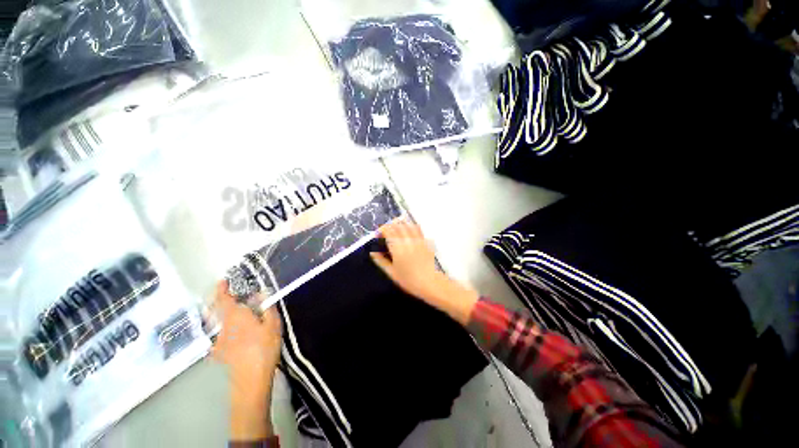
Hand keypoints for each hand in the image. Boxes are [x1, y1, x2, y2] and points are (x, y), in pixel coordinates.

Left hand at [212, 281, 281, 439]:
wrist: (250, 379)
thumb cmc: (264, 348)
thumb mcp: (273, 325)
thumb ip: (267, 307)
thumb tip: (262, 293)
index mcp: (236, 317)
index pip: (223, 299)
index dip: (221, 289)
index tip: (223, 280)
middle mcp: (223, 326)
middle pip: (217, 309)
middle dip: (222, 300)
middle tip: (233, 294)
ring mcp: (219, 340)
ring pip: (219, 321)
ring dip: (226, 313)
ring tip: (239, 312)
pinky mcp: (221, 351)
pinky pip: (222, 334)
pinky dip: (228, 328)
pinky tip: (238, 333)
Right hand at [370, 220, 443, 301]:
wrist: (429, 282)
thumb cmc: (408, 280)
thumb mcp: (391, 272)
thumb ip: (381, 260)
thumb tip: (372, 252)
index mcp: (397, 248)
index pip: (388, 231)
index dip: (381, 230)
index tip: (378, 235)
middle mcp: (407, 240)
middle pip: (397, 226)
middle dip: (389, 226)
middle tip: (386, 233)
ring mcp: (418, 239)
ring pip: (407, 225)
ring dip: (400, 225)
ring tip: (397, 231)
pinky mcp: (425, 241)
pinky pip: (418, 229)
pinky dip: (411, 227)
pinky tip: (409, 232)